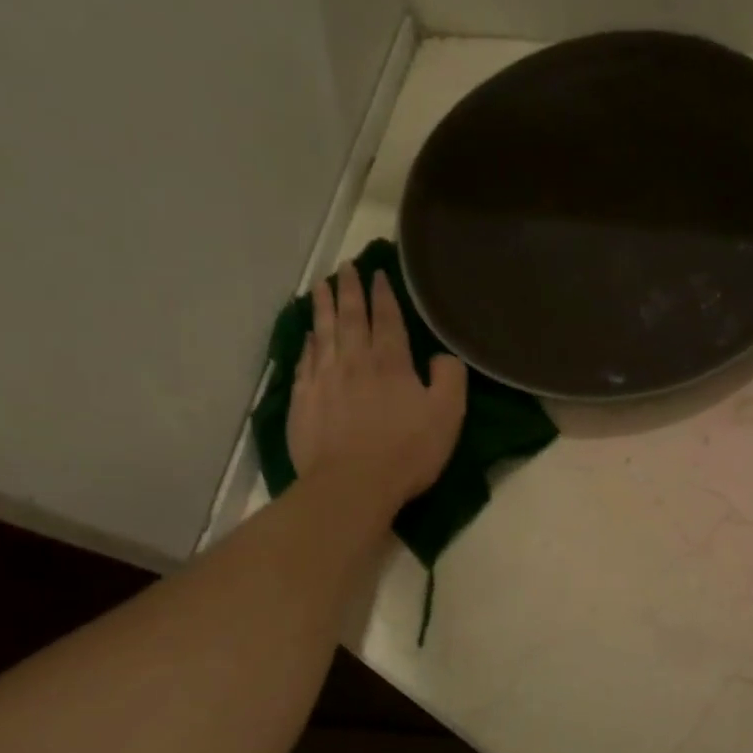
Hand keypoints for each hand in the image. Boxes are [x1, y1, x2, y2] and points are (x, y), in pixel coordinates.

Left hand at [288, 266, 465, 512]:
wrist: (350, 485)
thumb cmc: (406, 451)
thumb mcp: (448, 415)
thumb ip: (449, 377)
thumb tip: (440, 356)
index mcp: (391, 362)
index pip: (386, 318)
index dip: (383, 294)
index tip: (377, 273)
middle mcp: (354, 360)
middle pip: (349, 317)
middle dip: (349, 289)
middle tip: (345, 267)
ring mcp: (324, 379)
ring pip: (322, 332)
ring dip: (322, 306)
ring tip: (320, 285)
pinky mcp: (303, 400)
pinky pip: (305, 361)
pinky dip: (307, 342)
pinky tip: (307, 335)